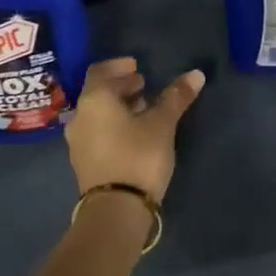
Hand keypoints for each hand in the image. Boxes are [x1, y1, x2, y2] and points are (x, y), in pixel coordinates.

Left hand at [66, 57, 205, 201]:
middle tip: (144, 84)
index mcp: (94, 100)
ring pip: (97, 114)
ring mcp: (78, 141)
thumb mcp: (162, 124)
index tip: (138, 66)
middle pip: (98, 92)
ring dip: (118, 107)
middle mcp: (80, 116)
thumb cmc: (138, 156)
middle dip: (121, 86)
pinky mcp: (84, 162)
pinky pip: (97, 132)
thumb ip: (176, 97)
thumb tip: (196, 74)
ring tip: (143, 108)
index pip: (100, 71)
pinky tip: (134, 133)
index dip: (119, 66)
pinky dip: (113, 124)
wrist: (116, 209)